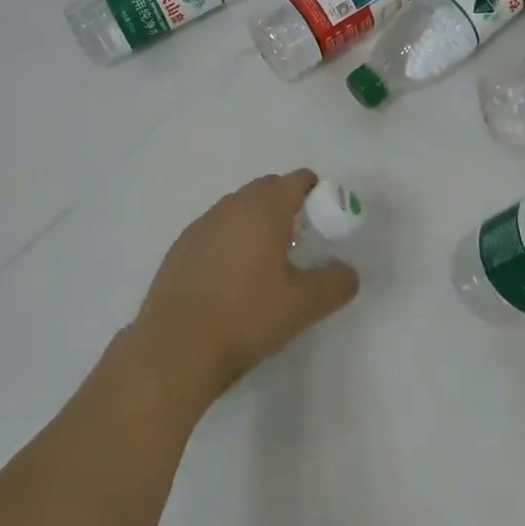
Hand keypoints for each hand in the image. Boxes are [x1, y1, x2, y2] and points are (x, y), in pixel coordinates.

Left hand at [133, 170, 359, 407]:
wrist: (177, 344)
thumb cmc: (246, 316)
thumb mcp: (303, 305)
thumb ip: (335, 283)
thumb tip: (347, 271)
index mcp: (264, 208)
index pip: (297, 180)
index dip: (317, 193)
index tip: (326, 219)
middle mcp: (232, 205)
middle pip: (267, 189)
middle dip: (287, 206)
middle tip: (300, 243)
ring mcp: (202, 224)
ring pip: (239, 209)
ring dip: (256, 224)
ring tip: (266, 264)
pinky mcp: (182, 247)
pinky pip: (216, 231)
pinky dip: (230, 242)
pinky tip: (232, 280)